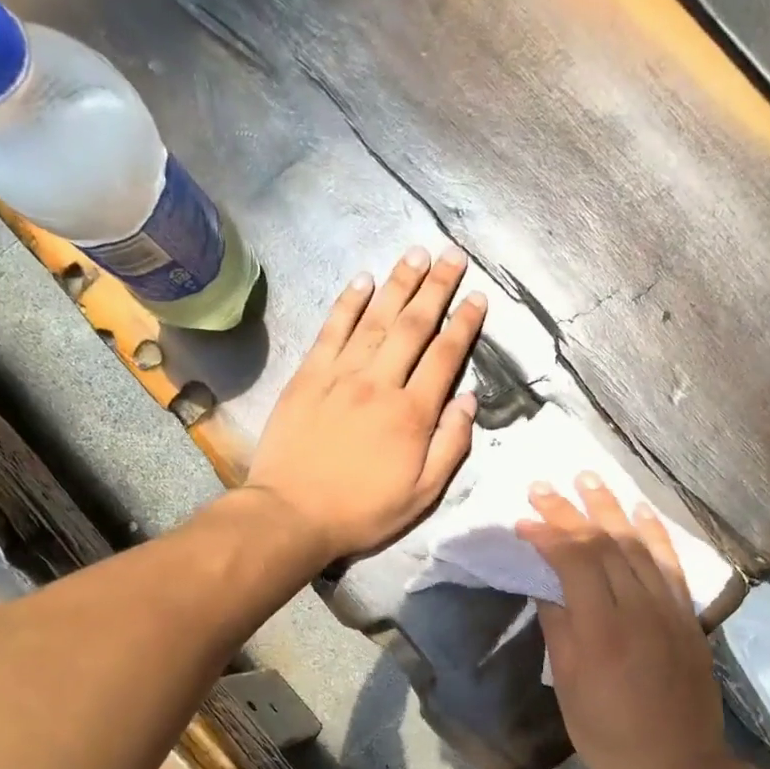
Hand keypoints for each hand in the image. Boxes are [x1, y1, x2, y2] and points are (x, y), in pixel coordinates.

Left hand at [248, 246, 484, 562]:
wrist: (292, 514)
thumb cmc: (362, 511)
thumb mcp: (422, 494)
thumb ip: (451, 446)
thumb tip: (469, 401)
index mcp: (412, 413)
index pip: (445, 356)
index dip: (464, 323)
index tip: (478, 297)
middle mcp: (379, 383)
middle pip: (413, 325)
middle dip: (436, 287)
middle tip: (452, 255)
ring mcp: (340, 375)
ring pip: (375, 318)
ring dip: (398, 283)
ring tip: (416, 254)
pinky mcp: (308, 375)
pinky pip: (332, 329)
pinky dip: (348, 302)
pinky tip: (363, 280)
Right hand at [518, 477, 727, 768]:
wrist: (679, 768)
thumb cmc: (610, 737)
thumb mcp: (568, 689)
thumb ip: (558, 630)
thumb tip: (546, 588)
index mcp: (602, 630)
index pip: (575, 561)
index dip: (547, 533)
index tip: (523, 520)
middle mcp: (639, 608)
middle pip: (604, 544)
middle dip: (571, 510)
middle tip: (543, 486)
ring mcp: (669, 609)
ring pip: (638, 544)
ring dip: (610, 507)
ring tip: (587, 478)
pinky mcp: (687, 615)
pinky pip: (670, 563)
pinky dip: (653, 532)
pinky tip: (638, 510)